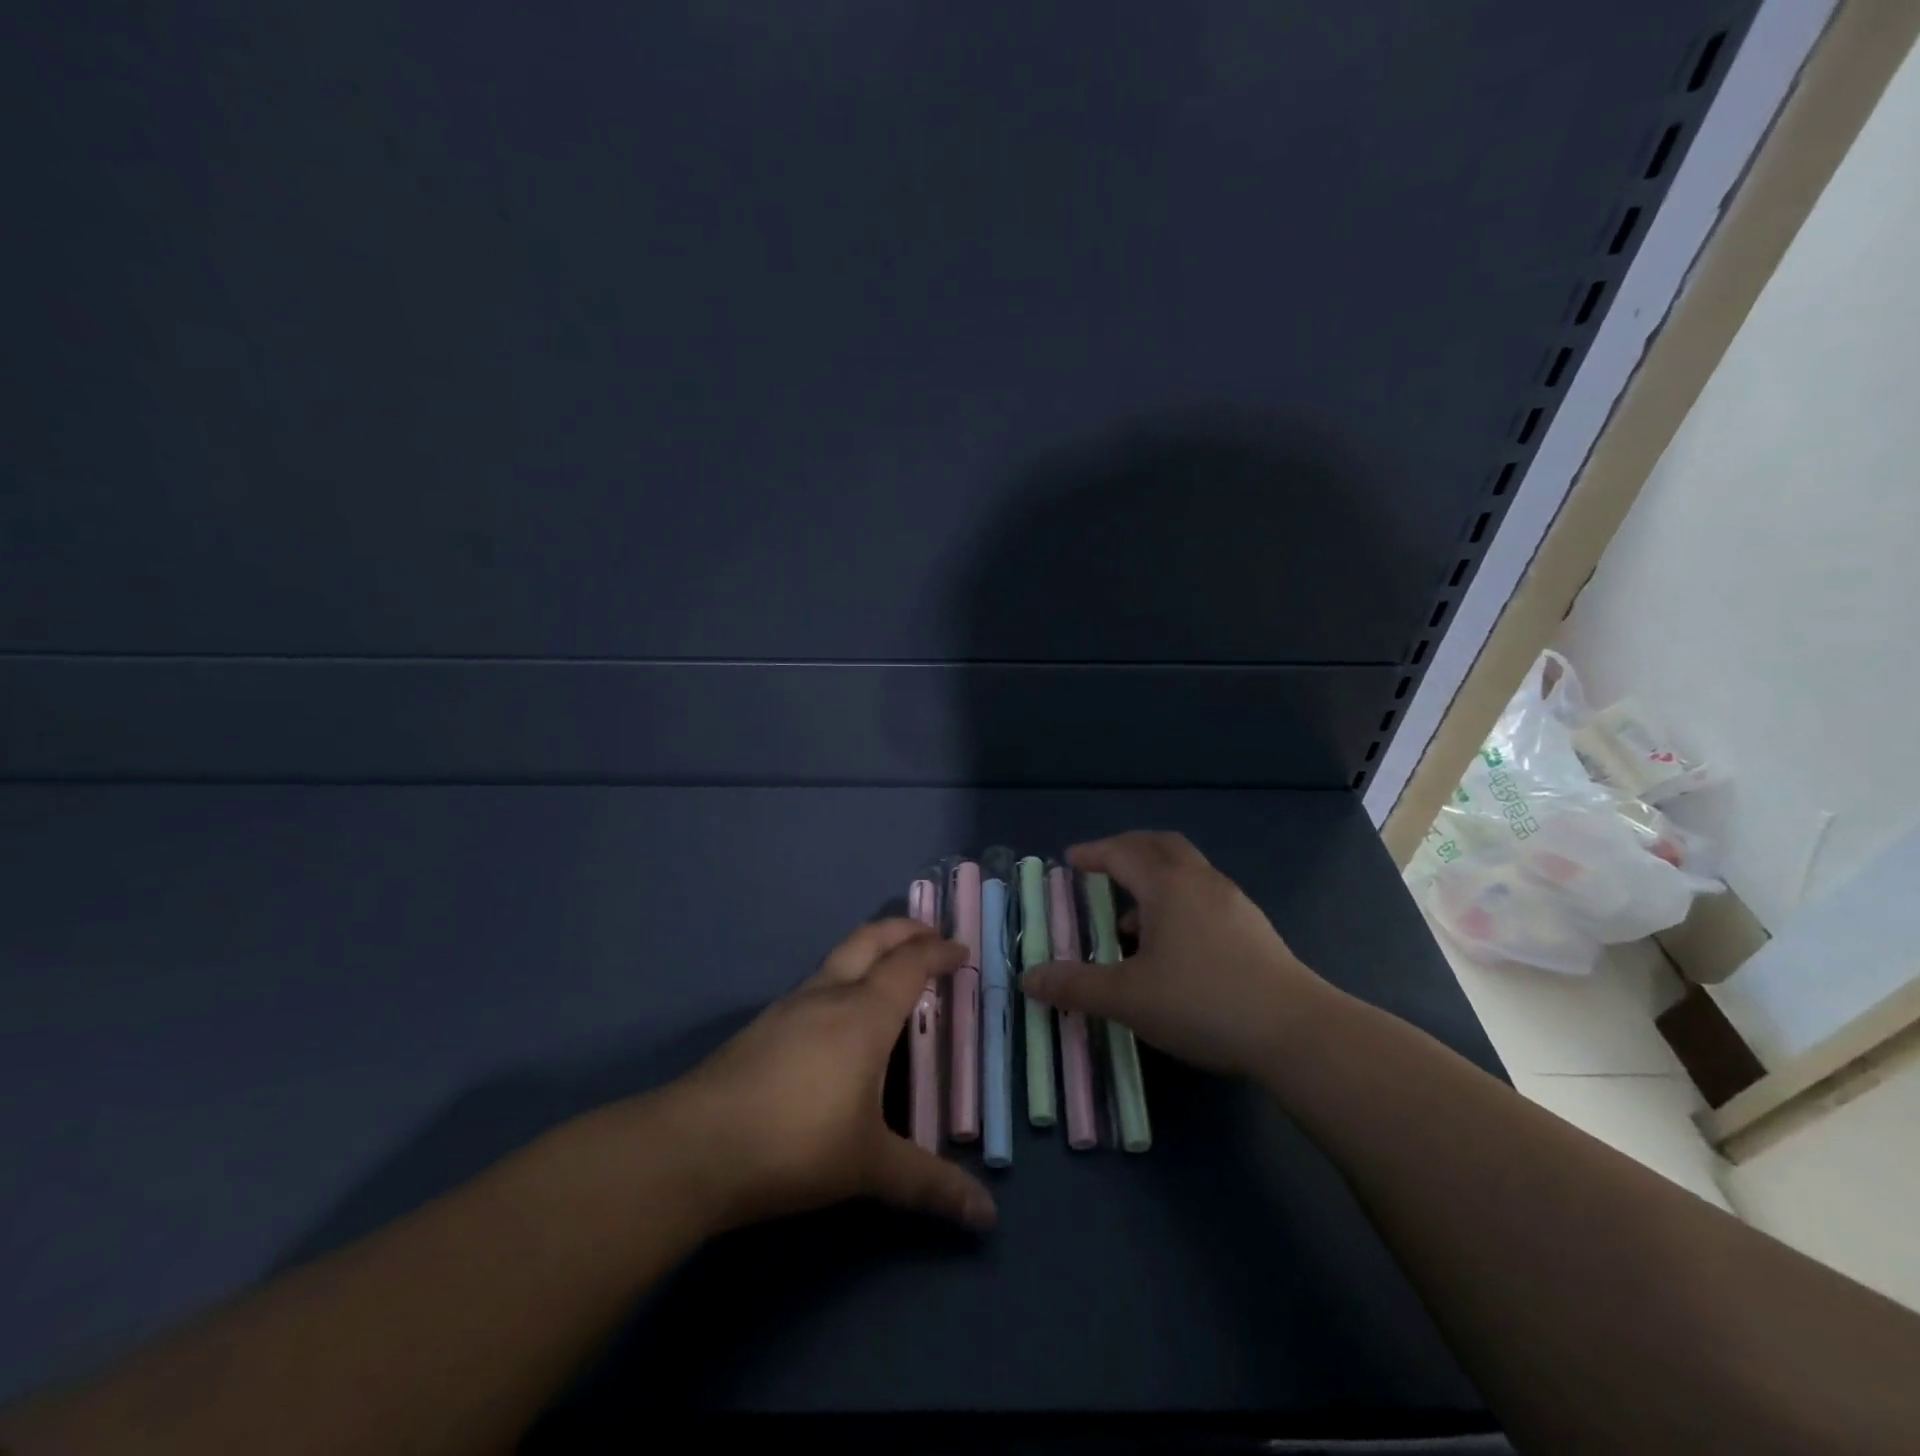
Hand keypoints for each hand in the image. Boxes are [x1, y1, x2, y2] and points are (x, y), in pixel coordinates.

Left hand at [655, 919, 996, 1233]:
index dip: (938, 952)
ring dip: (869, 951)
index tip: (960, 949)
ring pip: (837, 958)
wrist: (696, 1147)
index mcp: (864, 1014)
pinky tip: (835, 1017)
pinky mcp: (761, 1027)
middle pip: (870, 940)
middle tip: (928, 933)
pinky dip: (841, 979)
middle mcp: (828, 995)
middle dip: (903, 929)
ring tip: (887, 971)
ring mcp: (788, 1006)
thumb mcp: (870, 1167)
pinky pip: (814, 985)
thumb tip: (987, 1217)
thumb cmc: (796, 1145)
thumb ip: (930, 1185)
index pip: (909, 965)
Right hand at [1021, 831, 1330, 1078]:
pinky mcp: (1253, 927)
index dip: (1092, 853)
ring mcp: (1233, 901)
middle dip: (1126, 851)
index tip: (1070, 860)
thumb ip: (1075, 986)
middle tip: (1101, 869)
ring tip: (1130, 920)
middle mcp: (1200, 880)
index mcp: (1167, 884)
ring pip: (1185, 871)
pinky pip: (1203, 895)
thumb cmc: (1202, 1002)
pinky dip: (1177, 902)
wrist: (1296, 1031)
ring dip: (1153, 880)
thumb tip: (1028, 978)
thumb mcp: (1128, 998)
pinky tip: (1172, 946)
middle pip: (1159, 846)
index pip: (1122, 852)